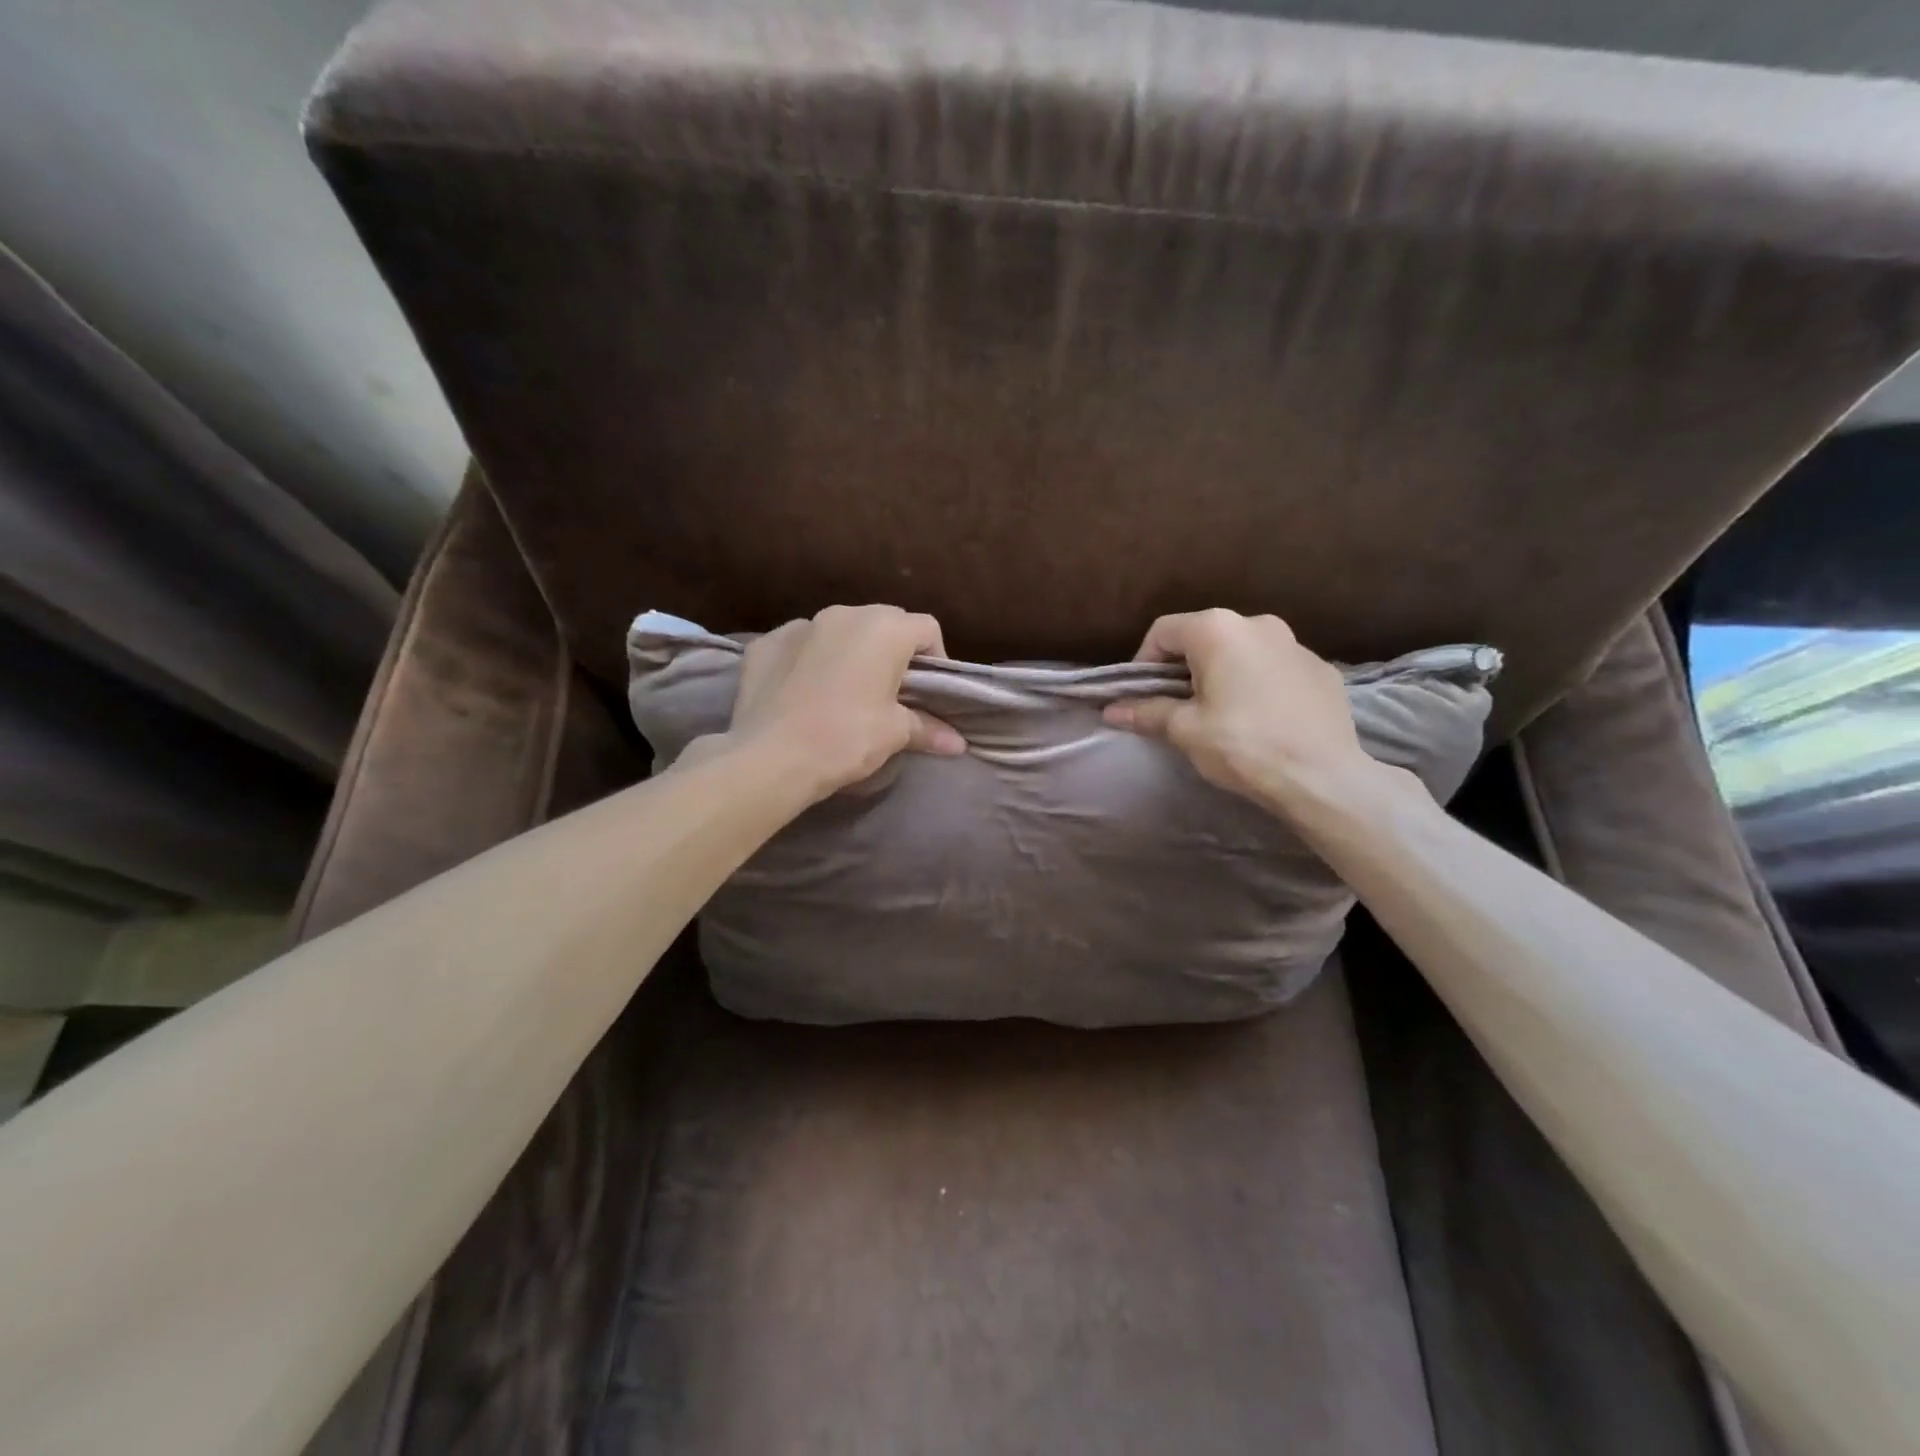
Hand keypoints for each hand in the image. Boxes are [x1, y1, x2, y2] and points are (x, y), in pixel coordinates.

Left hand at [717, 604, 965, 800]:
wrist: (770, 757)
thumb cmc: (847, 738)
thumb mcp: (894, 734)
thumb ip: (928, 729)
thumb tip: (958, 744)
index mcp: (884, 629)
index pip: (926, 629)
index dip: (935, 658)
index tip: (928, 692)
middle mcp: (844, 614)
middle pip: (883, 623)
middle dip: (892, 651)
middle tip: (891, 691)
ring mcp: (800, 625)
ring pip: (839, 630)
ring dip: (850, 652)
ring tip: (846, 691)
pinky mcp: (765, 643)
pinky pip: (799, 645)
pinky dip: (809, 660)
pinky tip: (805, 692)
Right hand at [1103, 610, 1376, 815]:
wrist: (1323, 777)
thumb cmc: (1243, 745)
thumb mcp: (1186, 730)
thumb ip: (1147, 712)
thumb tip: (1111, 711)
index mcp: (1218, 630)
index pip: (1163, 631)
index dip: (1143, 662)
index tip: (1141, 695)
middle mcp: (1258, 623)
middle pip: (1205, 636)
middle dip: (1184, 667)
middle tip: (1177, 705)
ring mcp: (1296, 643)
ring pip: (1243, 651)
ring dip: (1223, 673)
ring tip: (1220, 713)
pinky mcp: (1322, 668)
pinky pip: (1276, 668)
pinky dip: (1259, 684)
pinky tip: (1261, 719)